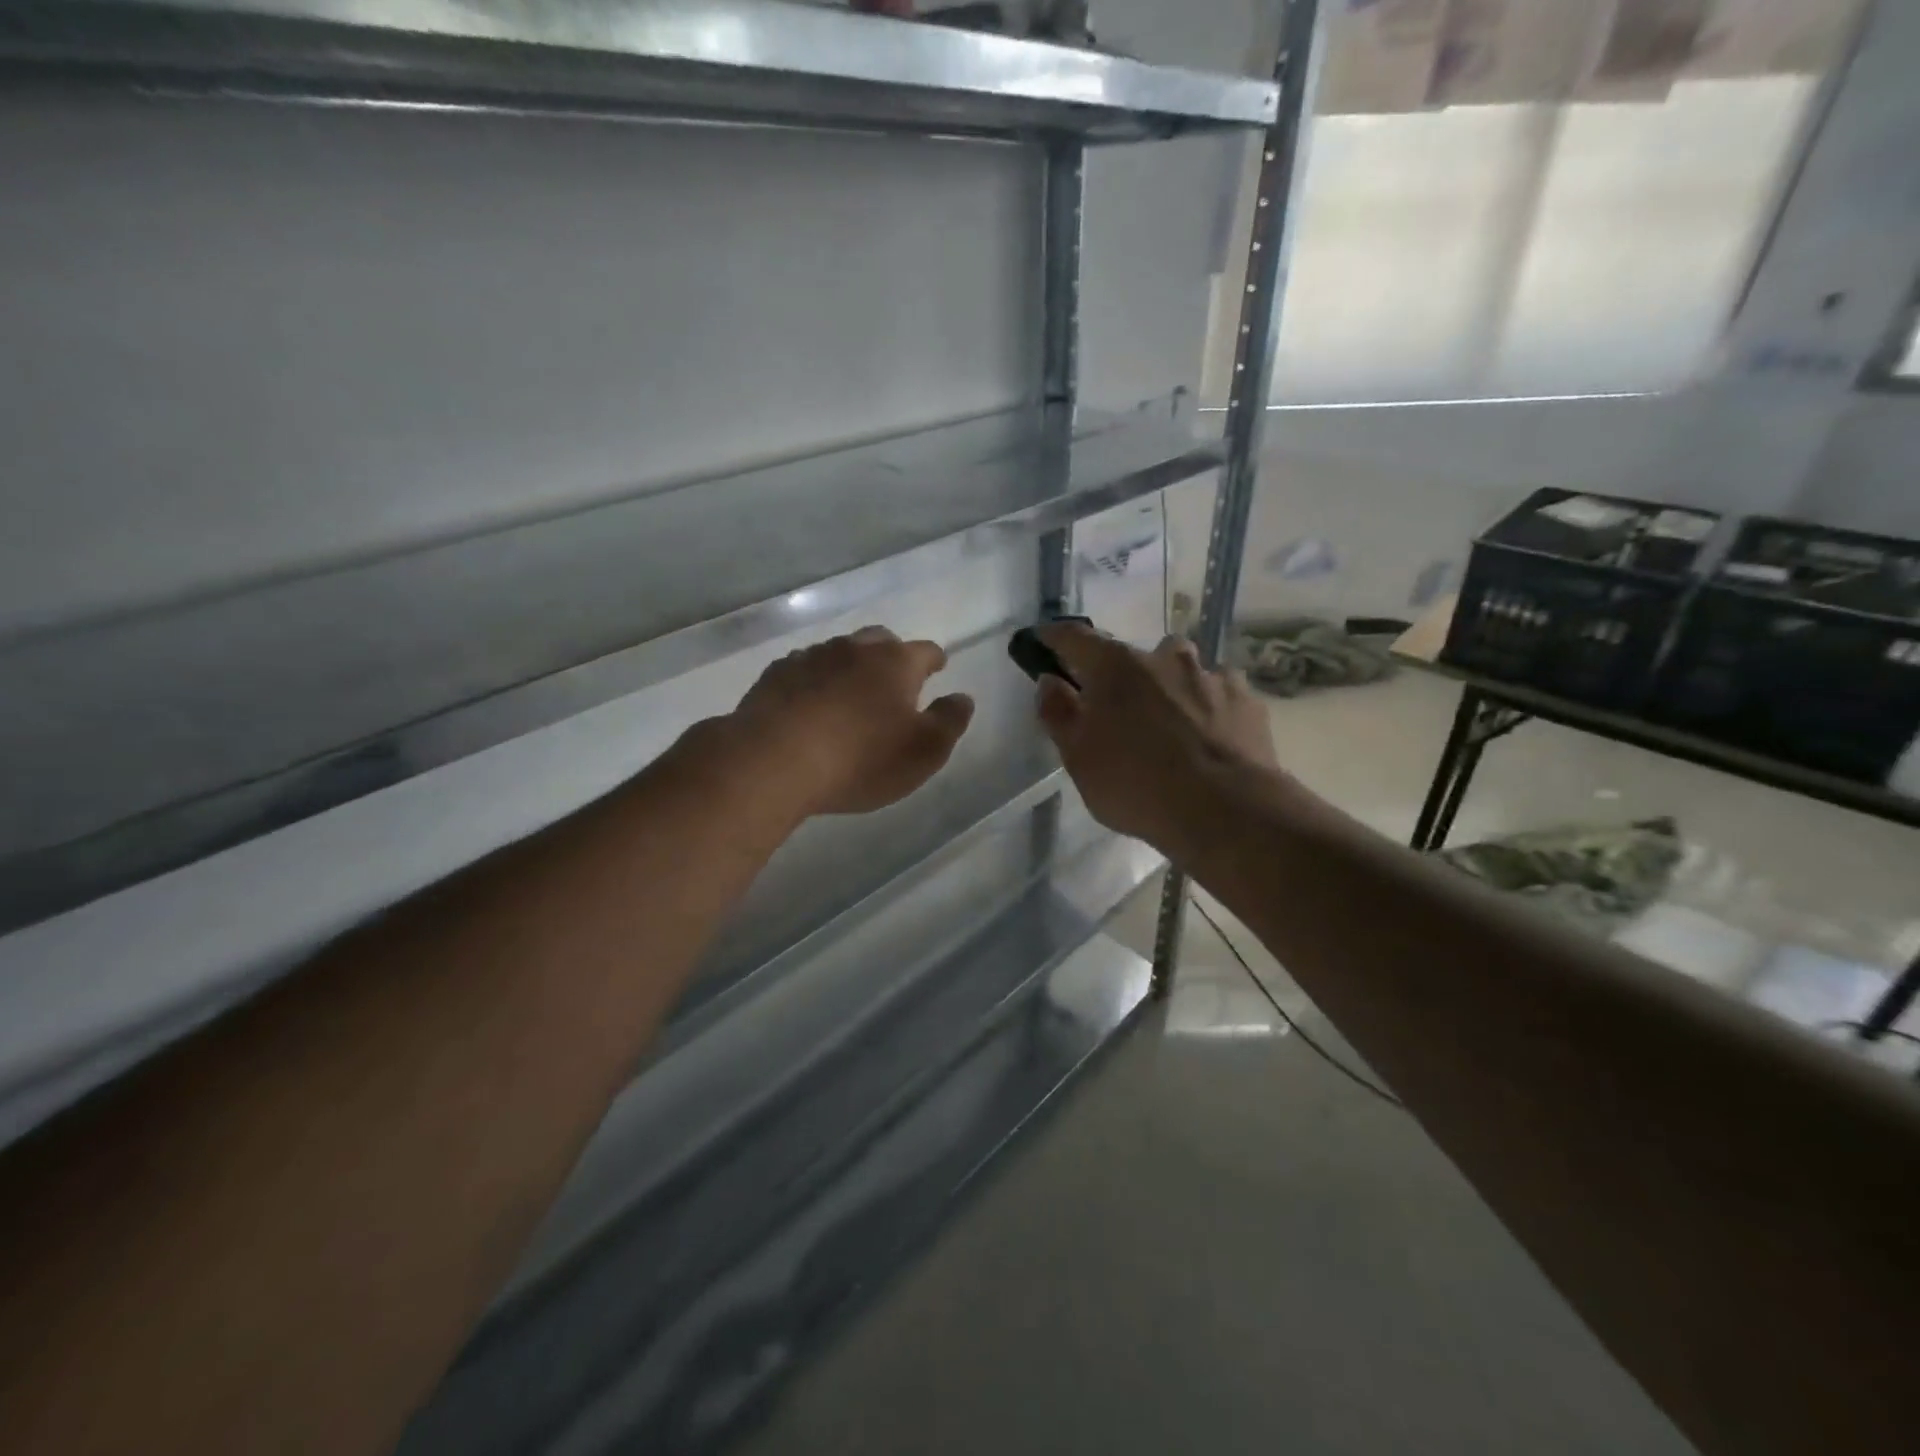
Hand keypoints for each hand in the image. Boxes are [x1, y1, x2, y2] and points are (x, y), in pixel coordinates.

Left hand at [725, 626, 975, 817]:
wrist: (774, 761)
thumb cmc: (861, 759)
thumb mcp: (923, 751)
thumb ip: (949, 721)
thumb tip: (962, 697)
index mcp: (896, 663)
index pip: (925, 651)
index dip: (935, 660)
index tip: (938, 667)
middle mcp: (854, 649)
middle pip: (880, 641)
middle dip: (891, 655)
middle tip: (895, 678)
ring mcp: (811, 658)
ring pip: (839, 652)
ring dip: (850, 666)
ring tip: (851, 691)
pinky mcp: (775, 675)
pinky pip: (803, 669)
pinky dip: (814, 681)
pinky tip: (810, 702)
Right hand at [1035, 625, 1279, 854]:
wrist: (1226, 811)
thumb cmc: (1136, 784)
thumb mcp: (1078, 758)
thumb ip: (1058, 713)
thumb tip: (1050, 680)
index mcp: (1116, 667)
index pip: (1075, 638)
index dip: (1055, 637)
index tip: (1044, 638)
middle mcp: (1164, 658)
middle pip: (1135, 656)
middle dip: (1124, 675)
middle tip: (1120, 709)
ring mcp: (1211, 675)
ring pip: (1182, 670)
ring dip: (1170, 687)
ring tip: (1171, 724)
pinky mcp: (1247, 700)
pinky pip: (1219, 693)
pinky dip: (1208, 707)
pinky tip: (1209, 737)